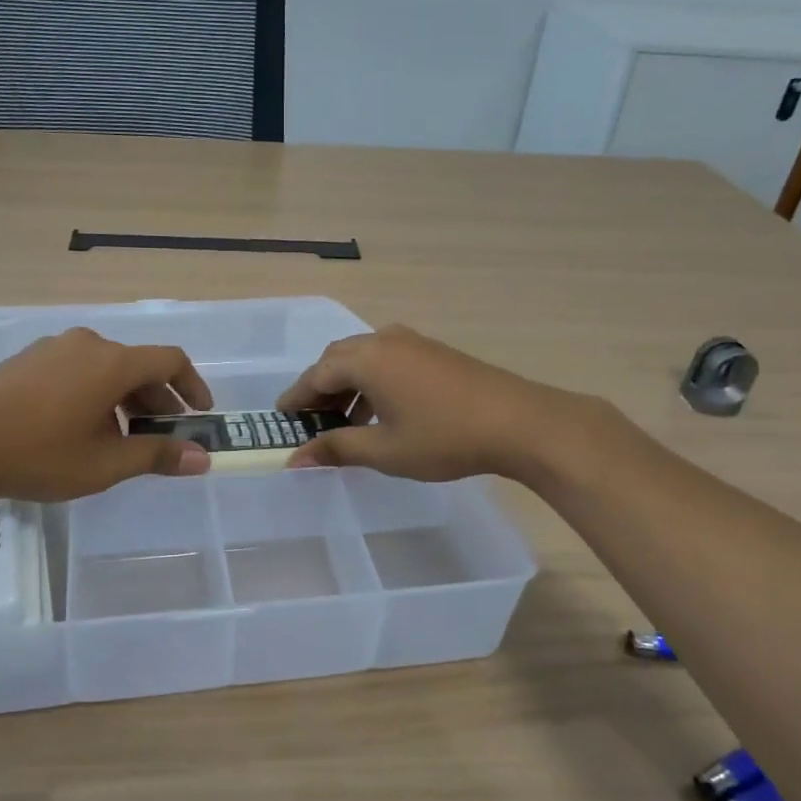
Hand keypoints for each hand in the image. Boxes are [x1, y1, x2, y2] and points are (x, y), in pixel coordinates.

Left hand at [0, 328, 212, 501]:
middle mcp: (86, 344)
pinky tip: (80, 429)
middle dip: (157, 399)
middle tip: (164, 434)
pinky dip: (94, 393)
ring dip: (124, 399)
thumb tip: (203, 458)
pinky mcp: (26, 361)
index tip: (201, 414)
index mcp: (111, 362)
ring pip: (105, 368)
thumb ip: (156, 455)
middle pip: (136, 365)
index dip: (192, 385)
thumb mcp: (104, 464)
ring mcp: (52, 349)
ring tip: (121, 438)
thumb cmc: (37, 453)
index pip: (169, 360)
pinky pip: (76, 370)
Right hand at [276, 324, 591, 483]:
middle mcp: (385, 341)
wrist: (519, 422)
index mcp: (366, 359)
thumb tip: (295, 460)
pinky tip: (381, 411)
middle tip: (310, 418)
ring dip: (348, 384)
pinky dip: (372, 380)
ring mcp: (413, 343)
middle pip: (337, 358)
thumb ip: (336, 449)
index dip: (296, 397)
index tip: (281, 417)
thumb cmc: (444, 438)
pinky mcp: (434, 352)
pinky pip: (388, 359)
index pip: (316, 374)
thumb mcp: (384, 451)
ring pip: (364, 357)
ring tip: (345, 421)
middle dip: (320, 387)